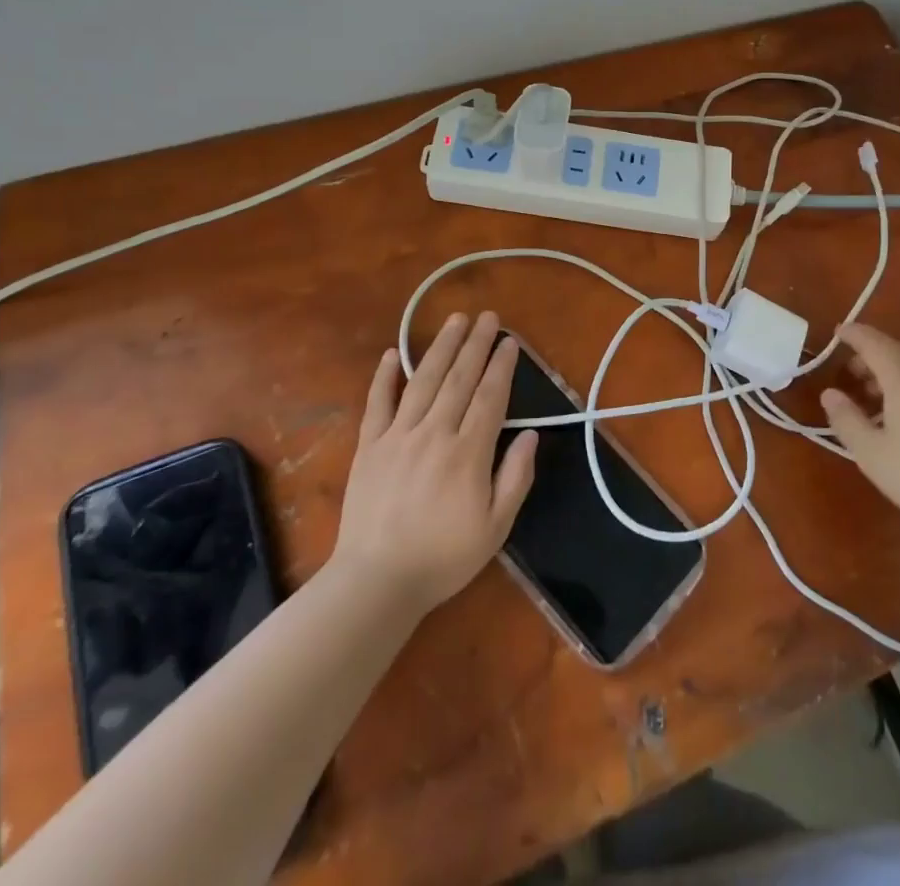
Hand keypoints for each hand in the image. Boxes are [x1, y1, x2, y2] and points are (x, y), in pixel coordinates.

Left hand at [333, 312, 537, 613]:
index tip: (510, 342)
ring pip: (424, 381)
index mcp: (468, 453)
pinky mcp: (368, 446)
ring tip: (455, 320)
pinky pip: (377, 403)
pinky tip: (393, 353)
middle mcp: (434, 434)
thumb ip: (515, 477)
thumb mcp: (496, 528)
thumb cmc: (443, 558)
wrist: (376, 582)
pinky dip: (385, 376)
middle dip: (476, 344)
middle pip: (460, 379)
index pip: (490, 397)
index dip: (502, 366)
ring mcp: (398, 436)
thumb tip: (531, 435)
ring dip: (441, 347)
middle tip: (488, 317)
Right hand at [820, 322, 899, 543]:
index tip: (837, 333)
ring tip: (874, 399)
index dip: (853, 333)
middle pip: (896, 350)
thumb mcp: (870, 452)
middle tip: (850, 375)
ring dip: (891, 372)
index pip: (873, 341)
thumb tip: (830, 393)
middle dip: (871, 356)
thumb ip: (845, 418)